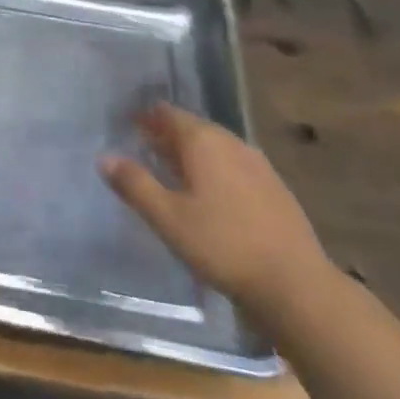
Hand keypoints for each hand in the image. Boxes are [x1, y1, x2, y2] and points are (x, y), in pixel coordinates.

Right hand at [101, 104, 331, 318]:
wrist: (295, 284)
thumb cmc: (222, 245)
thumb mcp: (168, 217)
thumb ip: (135, 184)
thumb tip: (105, 157)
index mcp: (204, 142)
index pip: (168, 114)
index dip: (146, 116)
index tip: (127, 124)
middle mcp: (232, 143)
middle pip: (193, 128)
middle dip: (167, 135)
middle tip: (144, 147)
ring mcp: (258, 165)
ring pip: (215, 148)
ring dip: (192, 154)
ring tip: (171, 171)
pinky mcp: (275, 189)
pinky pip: (234, 167)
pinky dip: (214, 170)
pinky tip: (210, 195)